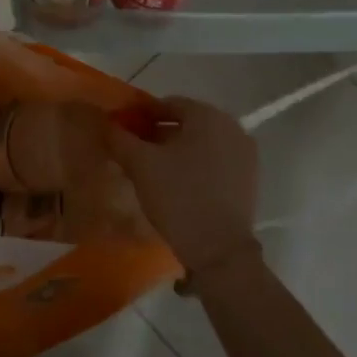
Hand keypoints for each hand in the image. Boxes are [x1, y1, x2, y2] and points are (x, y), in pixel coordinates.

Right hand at [105, 97, 257, 272]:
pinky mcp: (249, 178)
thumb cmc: (179, 197)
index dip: (142, 116)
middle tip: (136, 152)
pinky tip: (179, 184)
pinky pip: (216, 160)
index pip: (167, 104)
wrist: (220, 252)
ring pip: (202, 142)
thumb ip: (119, 138)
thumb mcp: (141, 165)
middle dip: (159, 134)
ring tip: (154, 170)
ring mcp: (245, 153)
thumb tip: (106, 123)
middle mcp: (231, 126)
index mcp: (207, 115)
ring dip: (177, 150)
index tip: (124, 132)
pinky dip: (196, 165)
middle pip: (186, 122)